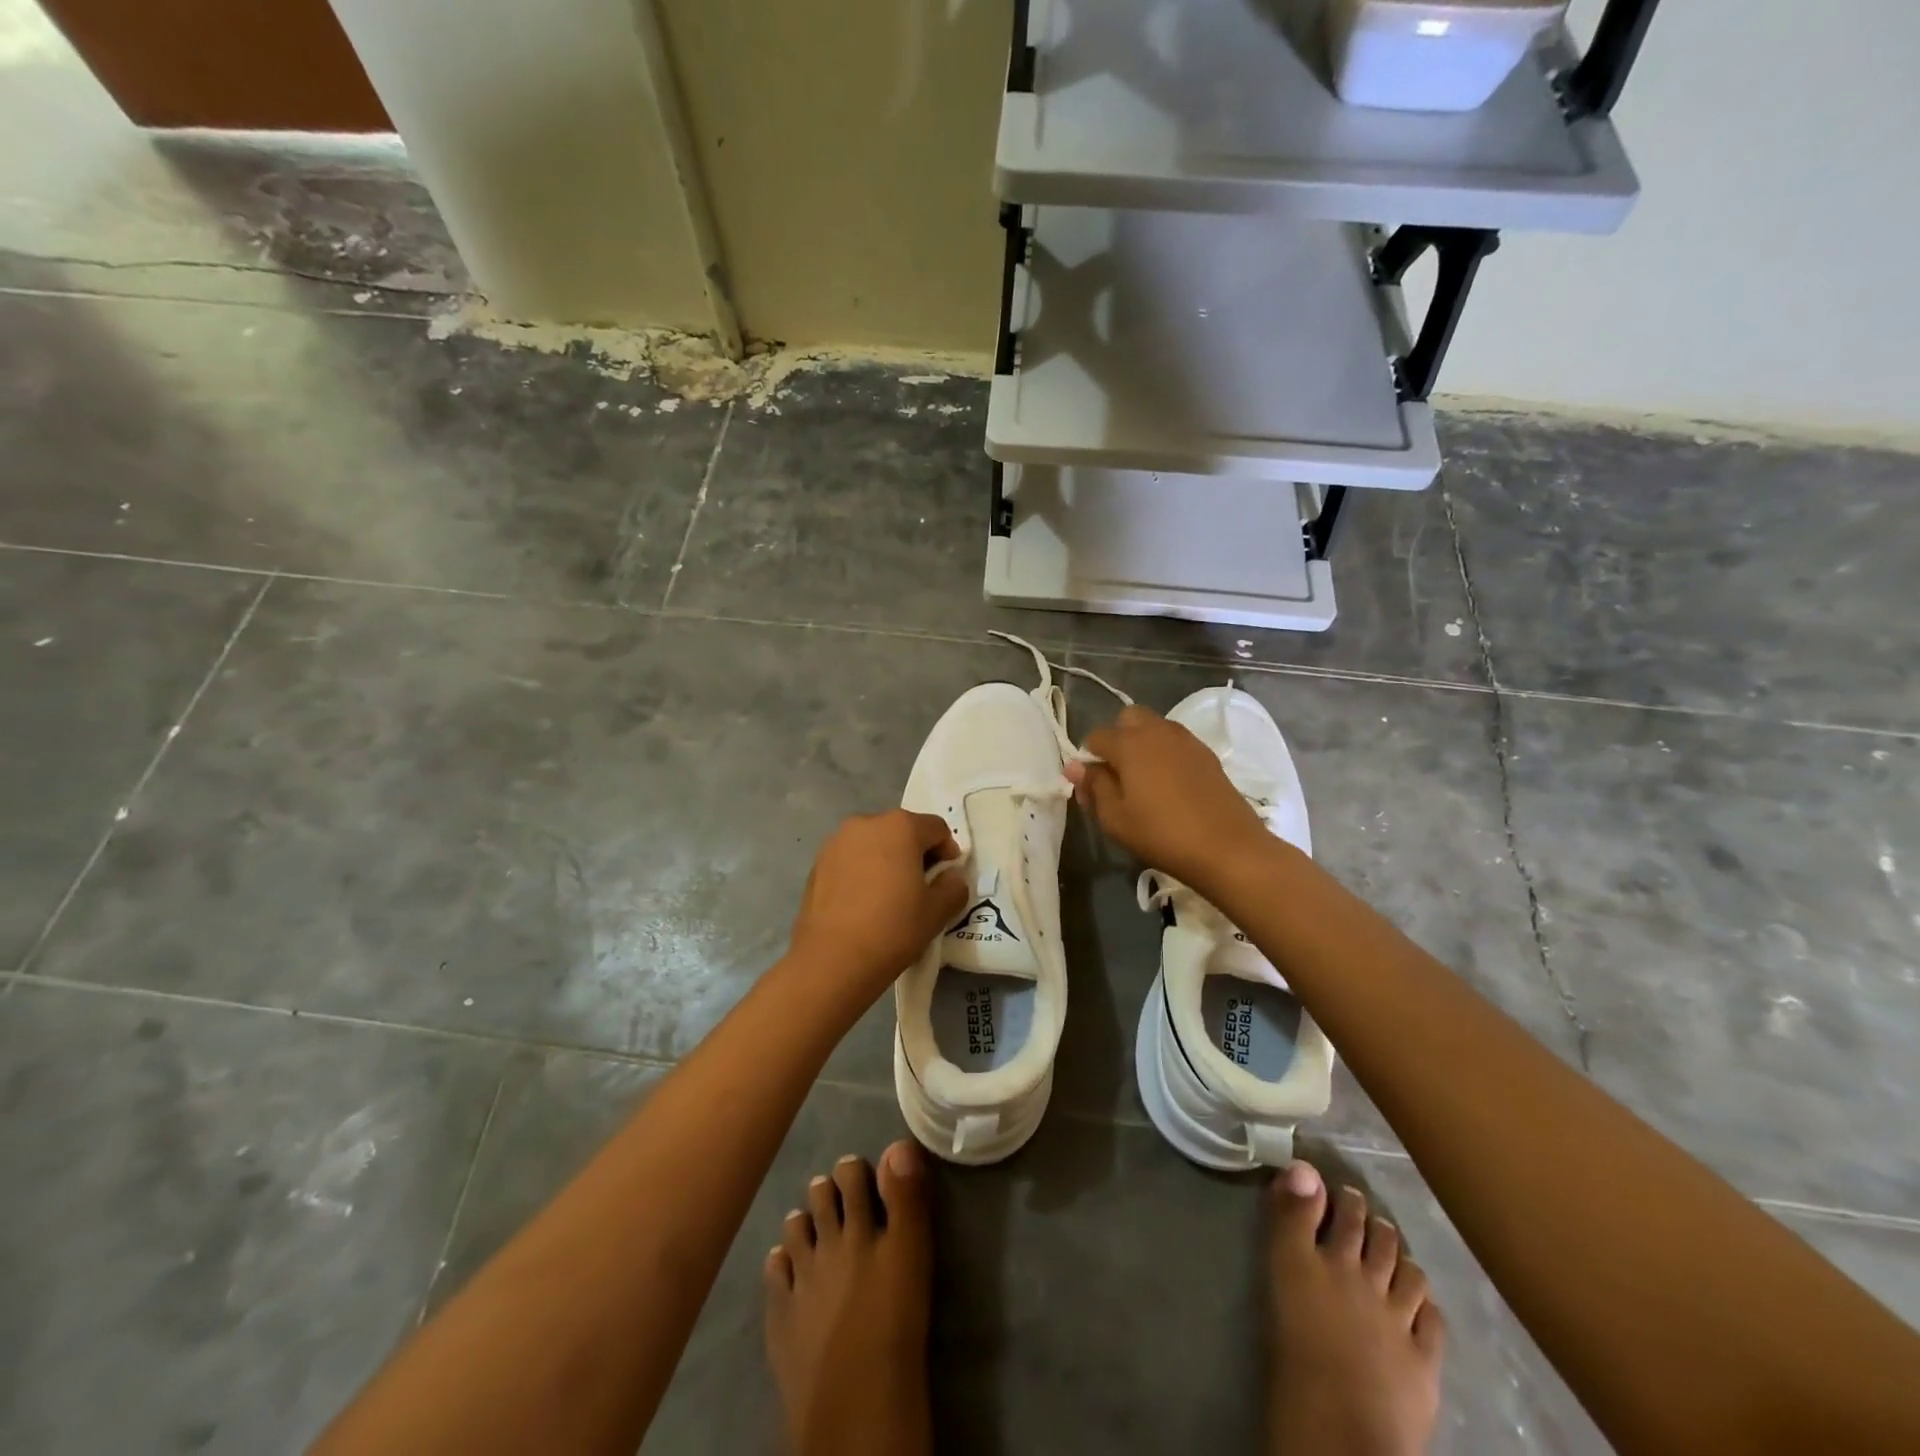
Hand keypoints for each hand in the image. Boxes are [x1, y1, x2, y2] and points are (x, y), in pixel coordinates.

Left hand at [789, 810, 967, 998]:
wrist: (832, 960)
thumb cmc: (893, 928)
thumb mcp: (937, 912)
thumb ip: (953, 887)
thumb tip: (951, 877)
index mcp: (900, 827)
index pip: (936, 828)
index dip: (948, 849)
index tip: (948, 876)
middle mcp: (866, 823)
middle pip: (901, 830)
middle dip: (915, 852)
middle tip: (921, 885)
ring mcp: (837, 842)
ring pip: (873, 843)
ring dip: (887, 859)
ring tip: (890, 894)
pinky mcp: (817, 863)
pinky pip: (850, 859)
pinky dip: (862, 871)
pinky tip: (863, 902)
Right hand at [1068, 706, 1276, 890]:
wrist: (1228, 848)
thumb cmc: (1161, 834)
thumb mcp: (1114, 818)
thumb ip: (1094, 786)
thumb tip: (1075, 767)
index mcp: (1129, 743)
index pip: (1095, 737)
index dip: (1088, 760)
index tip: (1092, 787)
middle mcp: (1157, 731)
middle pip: (1128, 718)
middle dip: (1117, 738)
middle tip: (1118, 775)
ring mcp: (1186, 740)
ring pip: (1154, 727)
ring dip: (1142, 744)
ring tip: (1143, 782)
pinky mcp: (1207, 754)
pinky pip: (1176, 743)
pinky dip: (1165, 754)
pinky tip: (1169, 786)